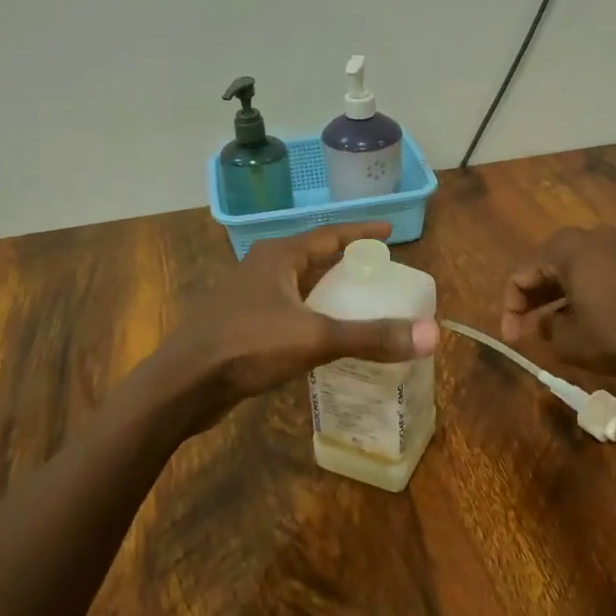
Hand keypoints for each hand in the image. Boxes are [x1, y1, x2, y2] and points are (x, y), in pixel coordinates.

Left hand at [159, 222, 438, 426]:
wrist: (184, 384)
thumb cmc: (247, 346)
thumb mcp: (315, 338)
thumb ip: (371, 336)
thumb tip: (431, 334)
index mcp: (278, 256)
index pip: (329, 234)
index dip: (361, 232)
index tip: (390, 231)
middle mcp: (262, 268)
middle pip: (313, 258)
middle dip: (346, 263)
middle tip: (380, 272)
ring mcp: (248, 297)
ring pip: (298, 287)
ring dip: (328, 292)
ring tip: (360, 302)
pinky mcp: (241, 326)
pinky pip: (287, 312)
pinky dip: (311, 317)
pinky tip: (325, 338)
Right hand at [501, 227, 615, 377]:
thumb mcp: (568, 341)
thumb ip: (545, 329)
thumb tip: (545, 323)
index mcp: (563, 249)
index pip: (519, 276)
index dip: (509, 310)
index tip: (512, 340)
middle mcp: (586, 240)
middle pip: (542, 269)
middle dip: (529, 302)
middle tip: (525, 333)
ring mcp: (611, 250)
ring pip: (567, 274)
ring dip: (552, 301)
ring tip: (548, 332)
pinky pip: (589, 277)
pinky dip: (576, 297)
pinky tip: (577, 323)